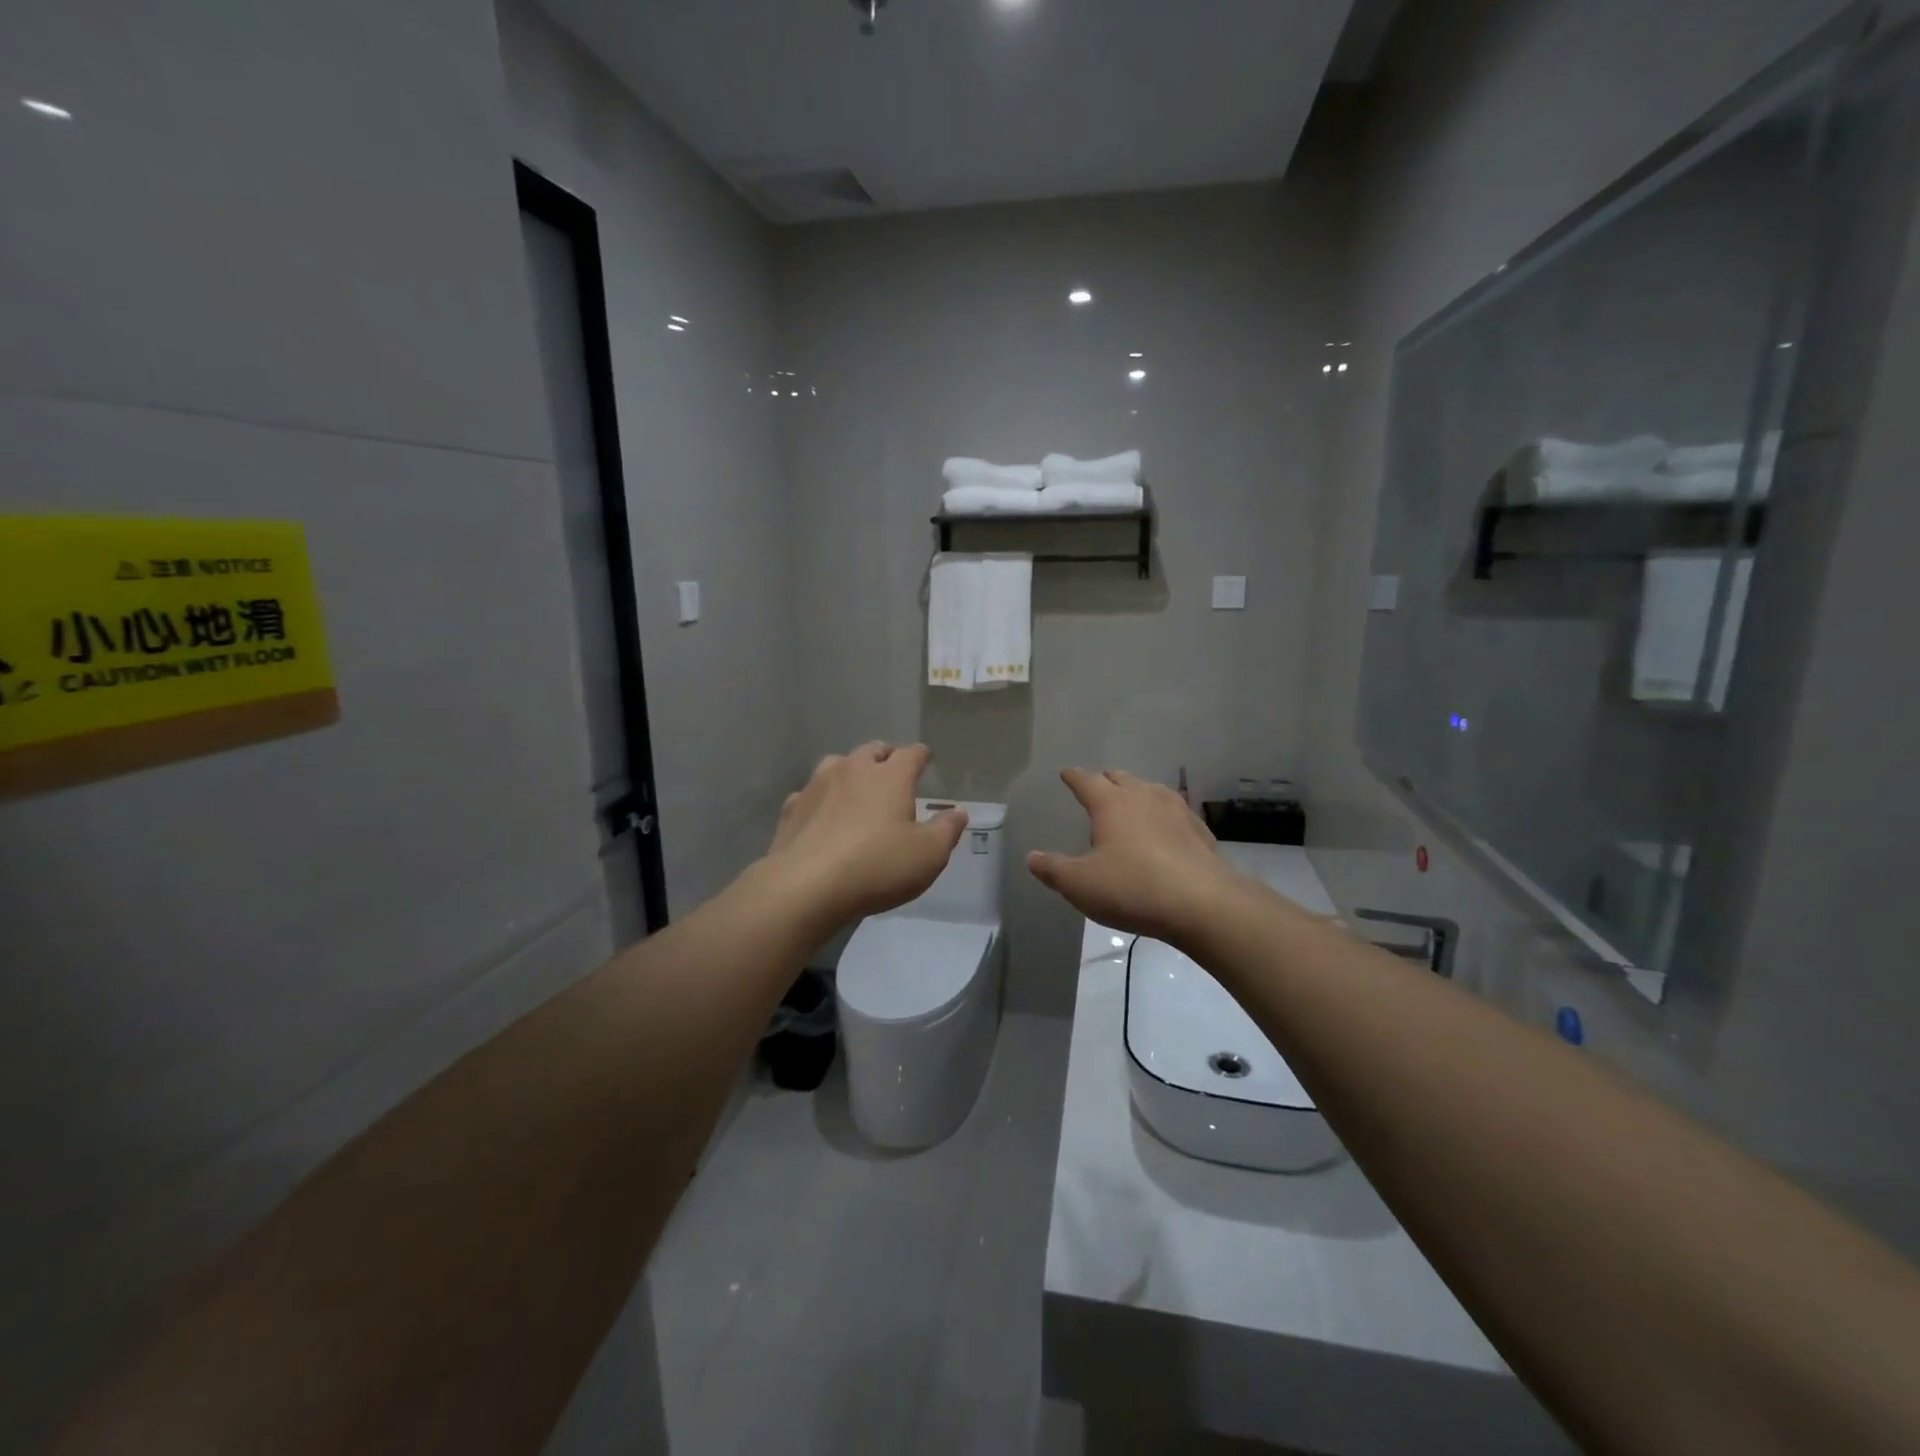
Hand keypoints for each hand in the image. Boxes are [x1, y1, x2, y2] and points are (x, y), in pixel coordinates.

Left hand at [764, 742, 968, 928]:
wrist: (806, 886)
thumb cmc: (877, 867)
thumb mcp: (928, 855)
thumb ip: (947, 830)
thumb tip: (959, 812)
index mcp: (890, 777)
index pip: (911, 754)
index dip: (921, 756)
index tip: (926, 760)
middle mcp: (853, 770)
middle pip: (872, 750)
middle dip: (885, 757)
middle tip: (893, 772)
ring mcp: (817, 785)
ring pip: (837, 764)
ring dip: (850, 771)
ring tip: (857, 789)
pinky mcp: (792, 808)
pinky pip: (810, 793)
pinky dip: (821, 798)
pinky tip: (822, 815)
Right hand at [1028, 769, 1247, 947]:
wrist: (1204, 904)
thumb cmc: (1133, 888)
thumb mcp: (1081, 884)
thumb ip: (1053, 869)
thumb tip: (1032, 857)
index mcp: (1112, 804)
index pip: (1087, 781)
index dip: (1074, 777)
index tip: (1066, 773)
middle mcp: (1144, 797)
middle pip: (1121, 779)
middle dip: (1106, 780)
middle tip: (1097, 785)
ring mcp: (1177, 811)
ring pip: (1151, 791)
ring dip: (1137, 793)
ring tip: (1130, 803)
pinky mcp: (1200, 831)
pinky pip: (1174, 812)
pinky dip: (1162, 815)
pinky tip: (1165, 830)